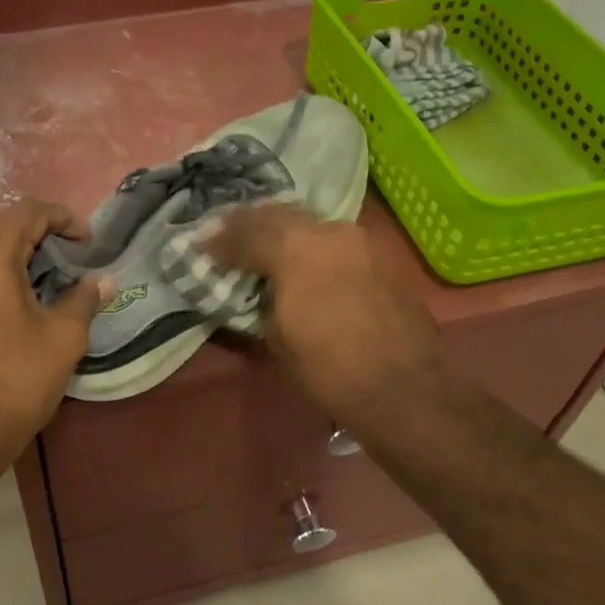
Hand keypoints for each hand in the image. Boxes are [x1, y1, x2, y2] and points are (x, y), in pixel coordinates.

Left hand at [0, 200, 107, 467]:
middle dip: (44, 240)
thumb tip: (101, 281)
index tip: (89, 243)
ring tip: (51, 285)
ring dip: (20, 261)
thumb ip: (84, 298)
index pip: (31, 212)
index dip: (65, 219)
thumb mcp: (63, 337)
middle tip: (75, 263)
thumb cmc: (14, 379)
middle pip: (6, 230)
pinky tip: (20, 304)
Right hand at [204, 204, 442, 427]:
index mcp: (298, 250)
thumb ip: (263, 296)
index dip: (222, 240)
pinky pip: (333, 240)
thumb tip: (260, 285)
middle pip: (279, 215)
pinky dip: (309, 243)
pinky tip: (299, 257)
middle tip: (226, 231)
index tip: (202, 245)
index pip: (249, 233)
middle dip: (249, 222)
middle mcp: (330, 232)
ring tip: (260, 239)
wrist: (402, 388)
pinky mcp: (380, 257)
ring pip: (309, 222)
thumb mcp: (277, 334)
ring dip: (281, 228)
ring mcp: (360, 241)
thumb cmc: (329, 368)